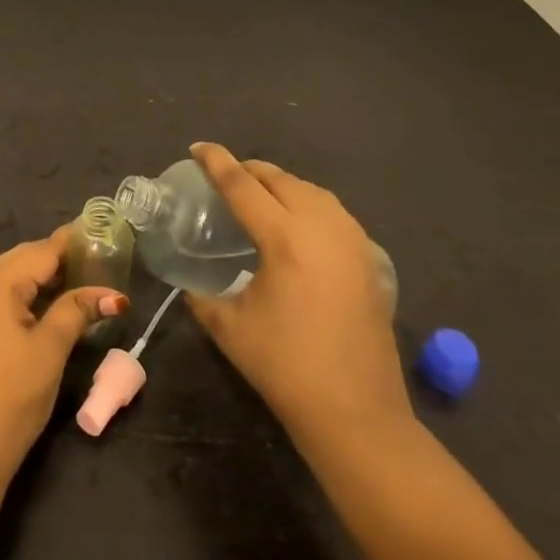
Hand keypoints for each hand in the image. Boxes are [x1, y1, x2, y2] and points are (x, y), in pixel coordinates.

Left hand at [0, 227, 126, 482]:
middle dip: (58, 258)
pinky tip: (51, 303)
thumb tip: (114, 296)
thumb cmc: (13, 394)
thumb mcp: (51, 348)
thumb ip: (78, 311)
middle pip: (24, 259)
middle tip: (96, 257)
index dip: (71, 243)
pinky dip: (28, 295)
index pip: (40, 252)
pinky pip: (2, 297)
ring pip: (12, 278)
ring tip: (81, 276)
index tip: (98, 231)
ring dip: (44, 277)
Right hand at [185, 142, 410, 449]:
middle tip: (224, 175)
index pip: (243, 185)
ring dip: (281, 185)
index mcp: (284, 238)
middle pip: (281, 180)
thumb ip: (203, 297)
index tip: (198, 147)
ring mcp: (352, 241)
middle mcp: (322, 227)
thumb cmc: (286, 367)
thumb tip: (190, 285)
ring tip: (259, 194)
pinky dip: (308, 204)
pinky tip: (297, 224)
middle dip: (250, 170)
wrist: (357, 412)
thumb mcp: (230, 328)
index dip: (217, 162)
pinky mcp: (369, 259)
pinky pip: (333, 212)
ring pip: (311, 191)